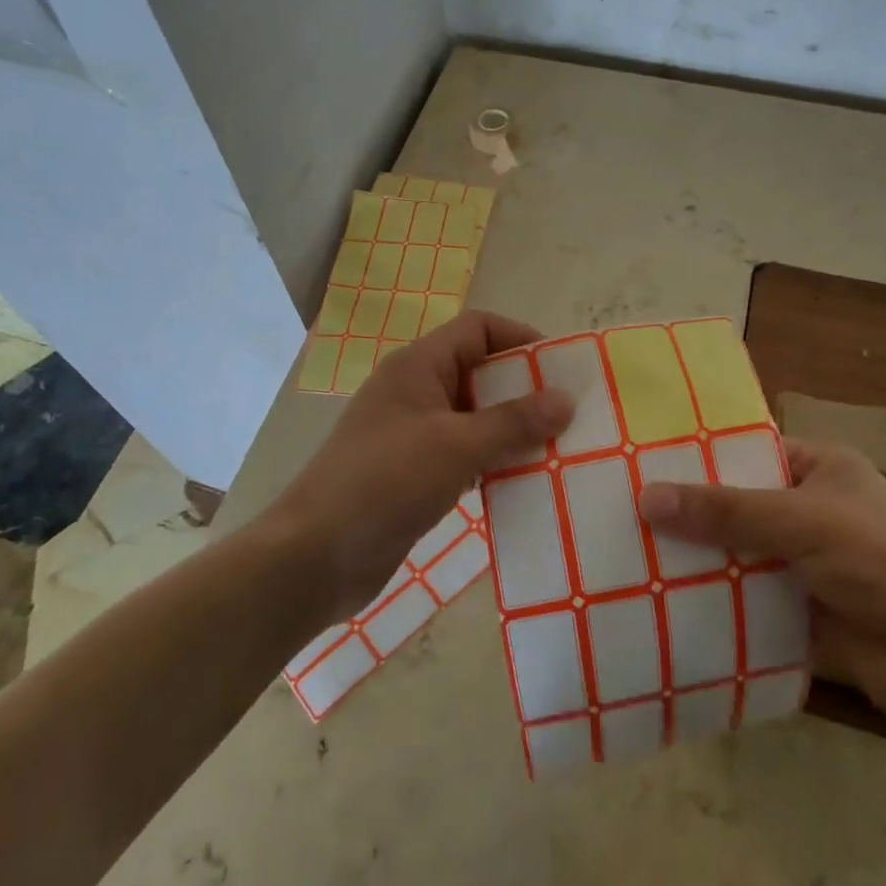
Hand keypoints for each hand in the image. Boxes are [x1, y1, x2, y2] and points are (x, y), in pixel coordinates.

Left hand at [277, 311, 571, 620]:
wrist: (316, 556)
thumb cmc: (386, 482)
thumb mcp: (457, 445)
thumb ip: (514, 421)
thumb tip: (565, 399)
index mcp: (419, 366)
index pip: (478, 329)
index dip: (520, 338)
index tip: (561, 369)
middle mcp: (416, 392)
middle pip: (480, 372)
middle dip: (525, 389)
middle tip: (569, 415)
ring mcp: (413, 434)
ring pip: (475, 417)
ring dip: (513, 429)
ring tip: (557, 449)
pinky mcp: (414, 473)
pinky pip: (465, 454)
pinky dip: (493, 461)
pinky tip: (523, 481)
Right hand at [637, 438, 885, 722]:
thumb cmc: (884, 564)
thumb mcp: (805, 522)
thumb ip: (726, 511)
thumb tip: (646, 497)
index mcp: (817, 468)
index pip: (744, 452)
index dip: (694, 458)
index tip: (635, 465)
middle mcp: (804, 509)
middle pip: (730, 505)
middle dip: (683, 514)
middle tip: (615, 514)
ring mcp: (797, 562)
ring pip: (730, 553)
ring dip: (690, 560)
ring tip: (621, 558)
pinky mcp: (790, 609)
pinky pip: (737, 598)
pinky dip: (706, 601)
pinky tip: (655, 604)